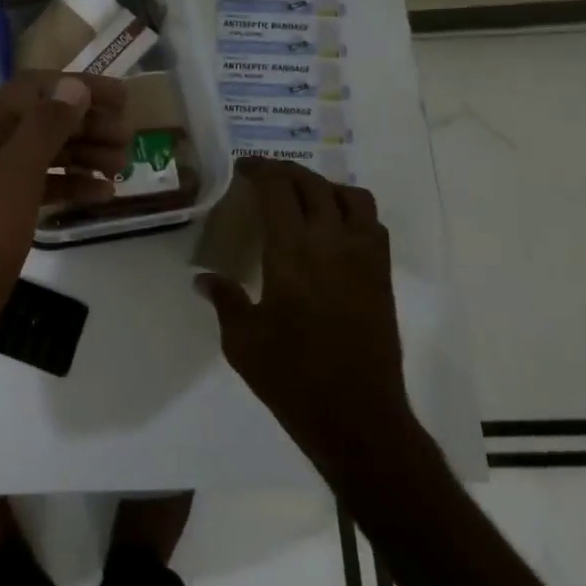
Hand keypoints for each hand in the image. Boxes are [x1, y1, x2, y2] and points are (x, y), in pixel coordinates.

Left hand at [0, 72, 130, 377]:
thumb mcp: (13, 179)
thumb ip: (44, 127)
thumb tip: (73, 85)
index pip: (31, 89)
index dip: (78, 87)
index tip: (124, 99)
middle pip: (37, 120)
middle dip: (85, 124)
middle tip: (129, 138)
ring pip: (39, 154)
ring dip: (82, 154)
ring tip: (123, 165)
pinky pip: (35, 187)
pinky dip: (68, 186)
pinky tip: (102, 194)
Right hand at [195, 159, 417, 485]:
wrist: (357, 416)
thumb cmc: (290, 376)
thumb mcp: (241, 339)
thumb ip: (224, 299)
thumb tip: (203, 278)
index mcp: (292, 252)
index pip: (279, 190)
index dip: (260, 170)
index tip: (243, 168)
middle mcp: (333, 243)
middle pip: (313, 185)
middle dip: (286, 172)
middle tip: (264, 176)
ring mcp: (364, 258)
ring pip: (352, 197)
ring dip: (324, 186)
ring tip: (302, 196)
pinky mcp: (382, 277)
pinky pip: (372, 224)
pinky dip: (350, 210)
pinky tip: (332, 228)